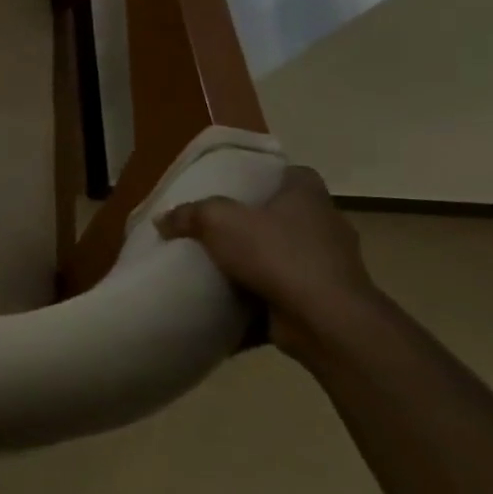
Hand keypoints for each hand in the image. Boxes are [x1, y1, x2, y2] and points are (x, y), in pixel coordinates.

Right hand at [156, 166, 384, 360]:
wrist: (323, 319)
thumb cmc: (276, 253)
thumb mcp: (218, 220)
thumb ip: (189, 214)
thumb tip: (163, 219)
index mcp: (308, 197)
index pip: (294, 174)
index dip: (267, 177)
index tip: (237, 187)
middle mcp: (326, 226)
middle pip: (288, 215)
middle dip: (256, 222)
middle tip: (217, 227)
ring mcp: (329, 265)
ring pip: (287, 255)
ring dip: (260, 262)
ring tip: (219, 266)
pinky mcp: (325, 300)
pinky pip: (286, 291)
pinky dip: (263, 296)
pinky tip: (232, 301)